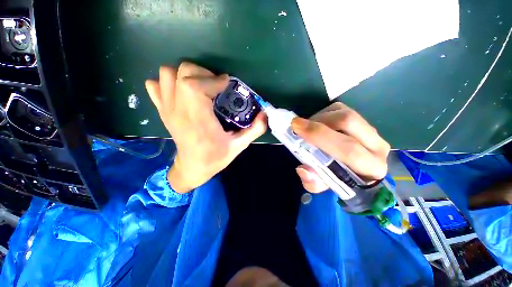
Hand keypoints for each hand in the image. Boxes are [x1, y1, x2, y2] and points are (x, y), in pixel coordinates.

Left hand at [145, 63, 266, 192]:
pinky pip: (155, 85)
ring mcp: (167, 109)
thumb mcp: (238, 146)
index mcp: (197, 119)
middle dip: (202, 73)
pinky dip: (168, 82)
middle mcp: (178, 110)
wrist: (191, 168)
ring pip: (166, 74)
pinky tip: (182, 92)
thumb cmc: (214, 158)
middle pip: (181, 72)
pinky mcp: (162, 110)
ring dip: (185, 75)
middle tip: (216, 86)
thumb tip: (265, 114)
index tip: (227, 85)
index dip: (214, 80)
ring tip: (201, 87)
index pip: (195, 85)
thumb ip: (254, 130)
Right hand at [292, 102, 389, 192]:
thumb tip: (303, 168)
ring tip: (307, 129)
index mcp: (371, 167)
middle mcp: (377, 146)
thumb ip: (313, 182)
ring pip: (343, 113)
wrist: (353, 169)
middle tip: (297, 125)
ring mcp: (370, 129)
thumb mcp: (322, 186)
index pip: (349, 149)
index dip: (320, 136)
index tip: (297, 128)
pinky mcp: (361, 119)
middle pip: (347, 122)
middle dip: (317, 123)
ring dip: (318, 118)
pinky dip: (323, 114)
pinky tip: (316, 124)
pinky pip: (339, 109)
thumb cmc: (338, 179)